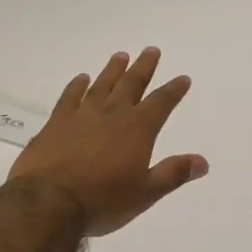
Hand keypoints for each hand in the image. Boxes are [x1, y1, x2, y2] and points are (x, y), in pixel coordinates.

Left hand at [8, 48, 208, 236]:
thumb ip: (173, 174)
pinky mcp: (56, 122)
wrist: (48, 202)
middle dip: (144, 67)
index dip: (174, 90)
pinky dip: (77, 85)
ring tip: (120, 55)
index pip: (161, 103)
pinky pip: (70, 96)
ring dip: (113, 70)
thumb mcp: (145, 193)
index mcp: (137, 129)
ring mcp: (82, 115)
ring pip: (102, 85)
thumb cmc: (103, 201)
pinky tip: (81, 78)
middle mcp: (112, 114)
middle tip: (151, 50)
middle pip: (131, 84)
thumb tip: (203, 162)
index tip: (183, 78)